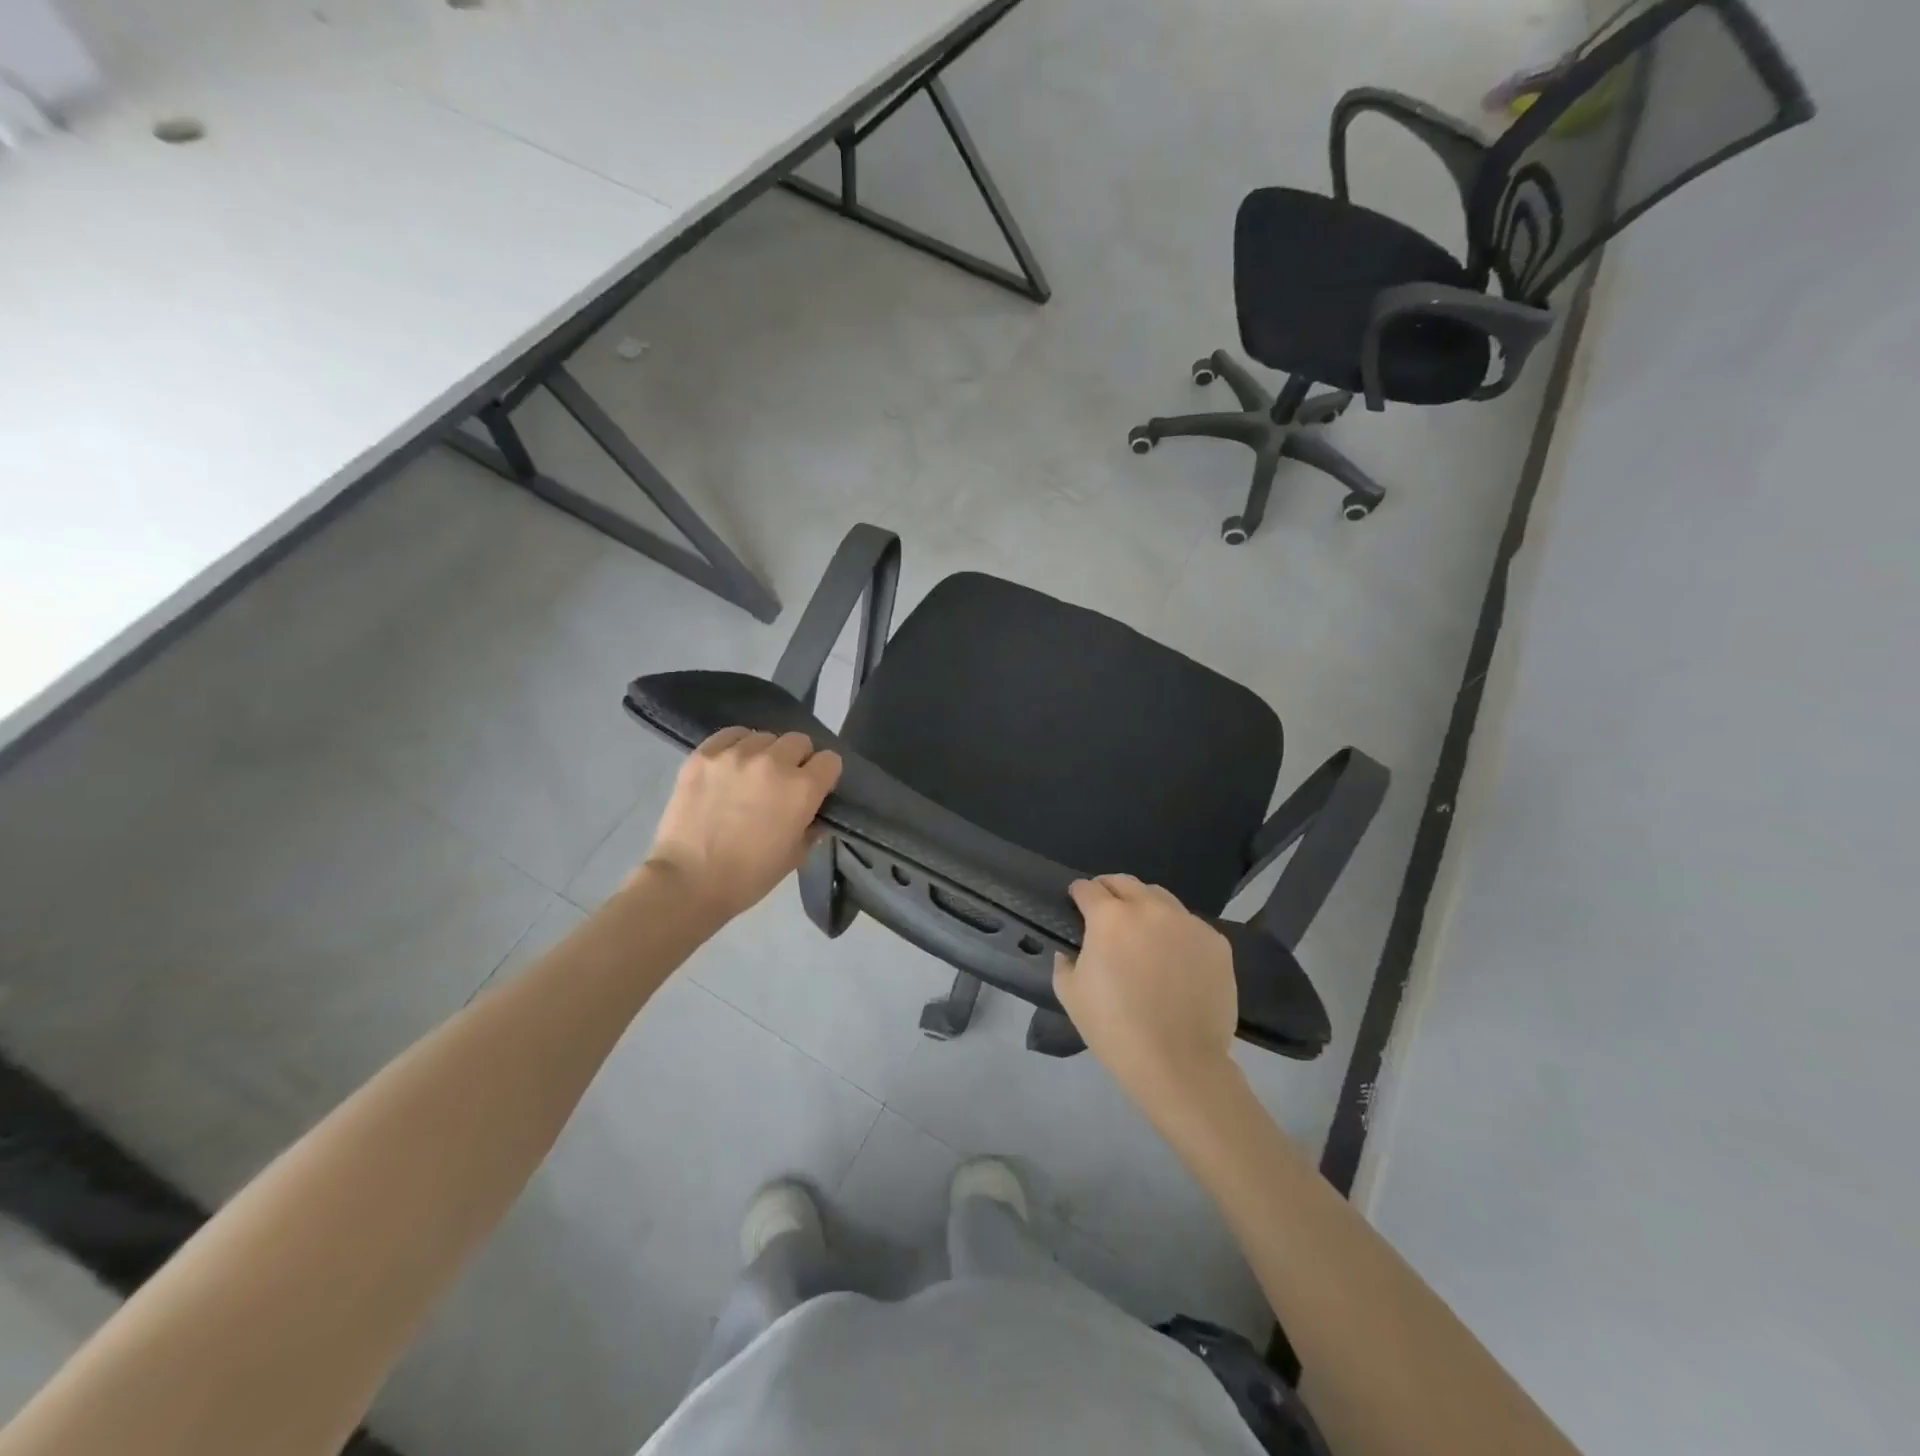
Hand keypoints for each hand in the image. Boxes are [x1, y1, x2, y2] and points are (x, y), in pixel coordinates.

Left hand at [641, 727, 842, 923]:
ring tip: (752, 774)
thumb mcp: (795, 856)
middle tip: (783, 782)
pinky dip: (736, 745)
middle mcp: (774, 762)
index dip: (825, 775)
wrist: (688, 881)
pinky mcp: (704, 754)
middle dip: (797, 759)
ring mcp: (736, 755)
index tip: (815, 788)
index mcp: (803, 789)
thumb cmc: (748, 876)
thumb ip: (811, 826)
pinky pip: (731, 735)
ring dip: (766, 752)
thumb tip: (812, 812)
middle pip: (799, 741)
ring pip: (764, 737)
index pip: (830, 760)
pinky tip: (730, 764)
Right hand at [1053, 875, 1239, 1115]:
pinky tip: (1173, 959)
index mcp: (1110, 917)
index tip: (1076, 905)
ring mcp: (1187, 922)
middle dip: (1110, 890)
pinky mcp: (1216, 942)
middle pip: (1125, 882)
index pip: (1088, 888)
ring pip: (1161, 898)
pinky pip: (1189, 925)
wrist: (1179, 1064)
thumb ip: (1065, 961)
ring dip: (1145, 906)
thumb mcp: (1070, 995)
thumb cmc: (1115, 1029)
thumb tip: (1071, 950)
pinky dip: (1176, 932)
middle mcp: (1150, 908)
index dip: (1078, 894)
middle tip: (1106, 913)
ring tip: (1143, 933)